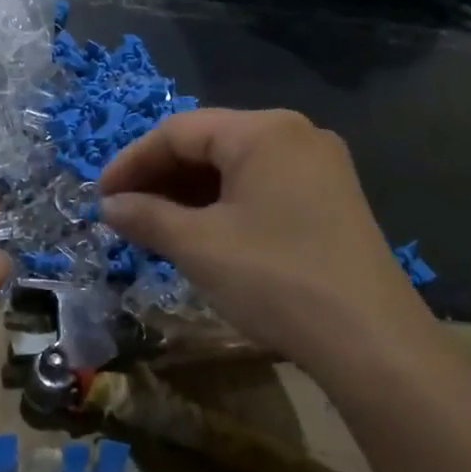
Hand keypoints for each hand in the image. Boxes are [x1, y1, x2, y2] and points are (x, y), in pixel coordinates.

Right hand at [100, 109, 435, 371]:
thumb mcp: (198, 245)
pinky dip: (223, 206)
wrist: (370, 340)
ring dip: (188, 194)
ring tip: (155, 227)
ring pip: (235, 168)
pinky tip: (200, 234)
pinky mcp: (330, 200)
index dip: (132, 161)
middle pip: (209, 143)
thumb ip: (146, 217)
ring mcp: (319, 167)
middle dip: (160, 178)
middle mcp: (295, 135)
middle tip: (124, 213)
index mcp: (263, 131)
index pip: (179, 131)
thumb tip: (110, 206)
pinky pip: (261, 188)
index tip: (101, 196)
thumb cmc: (274, 278)